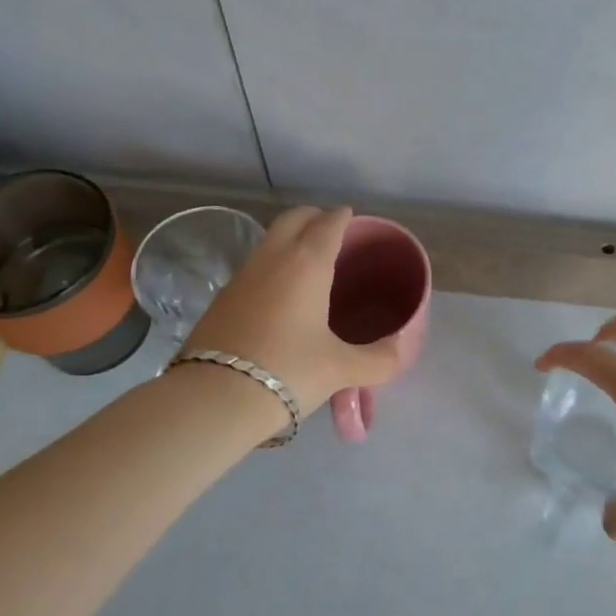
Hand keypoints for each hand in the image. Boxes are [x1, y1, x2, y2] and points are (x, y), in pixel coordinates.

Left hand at [185, 206, 405, 419]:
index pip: (329, 223)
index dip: (344, 218)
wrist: (213, 398)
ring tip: (309, 263)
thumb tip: (401, 350)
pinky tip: (280, 294)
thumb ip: (379, 359)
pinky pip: (254, 266)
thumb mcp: (341, 369)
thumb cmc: (288, 371)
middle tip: (333, 232)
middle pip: (294, 218)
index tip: (355, 221)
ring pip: (269, 240)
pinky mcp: (222, 298)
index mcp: (307, 263)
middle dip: (315, 217)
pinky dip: (272, 265)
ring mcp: (242, 275)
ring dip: (290, 239)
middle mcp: (273, 258)